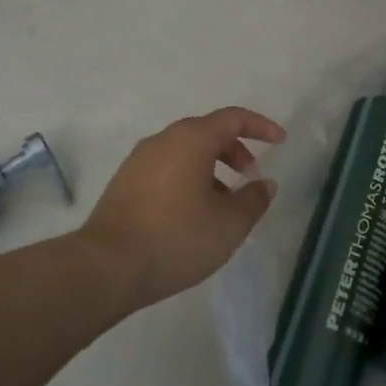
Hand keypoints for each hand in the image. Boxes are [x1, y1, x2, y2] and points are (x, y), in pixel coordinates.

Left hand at [76, 107, 285, 311]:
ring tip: (223, 203)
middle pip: (208, 132)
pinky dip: (188, 178)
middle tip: (250, 176)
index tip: (280, 141)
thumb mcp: (229, 224)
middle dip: (235, 150)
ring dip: (211, 167)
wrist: (105, 267)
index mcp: (192, 139)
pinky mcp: (124, 182)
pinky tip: (192, 213)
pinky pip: (166, 167)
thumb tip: (264, 184)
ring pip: (185, 151)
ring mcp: (139, 160)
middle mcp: (164, 140)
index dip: (260, 126)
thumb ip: (254, 199)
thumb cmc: (176, 238)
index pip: (233, 118)